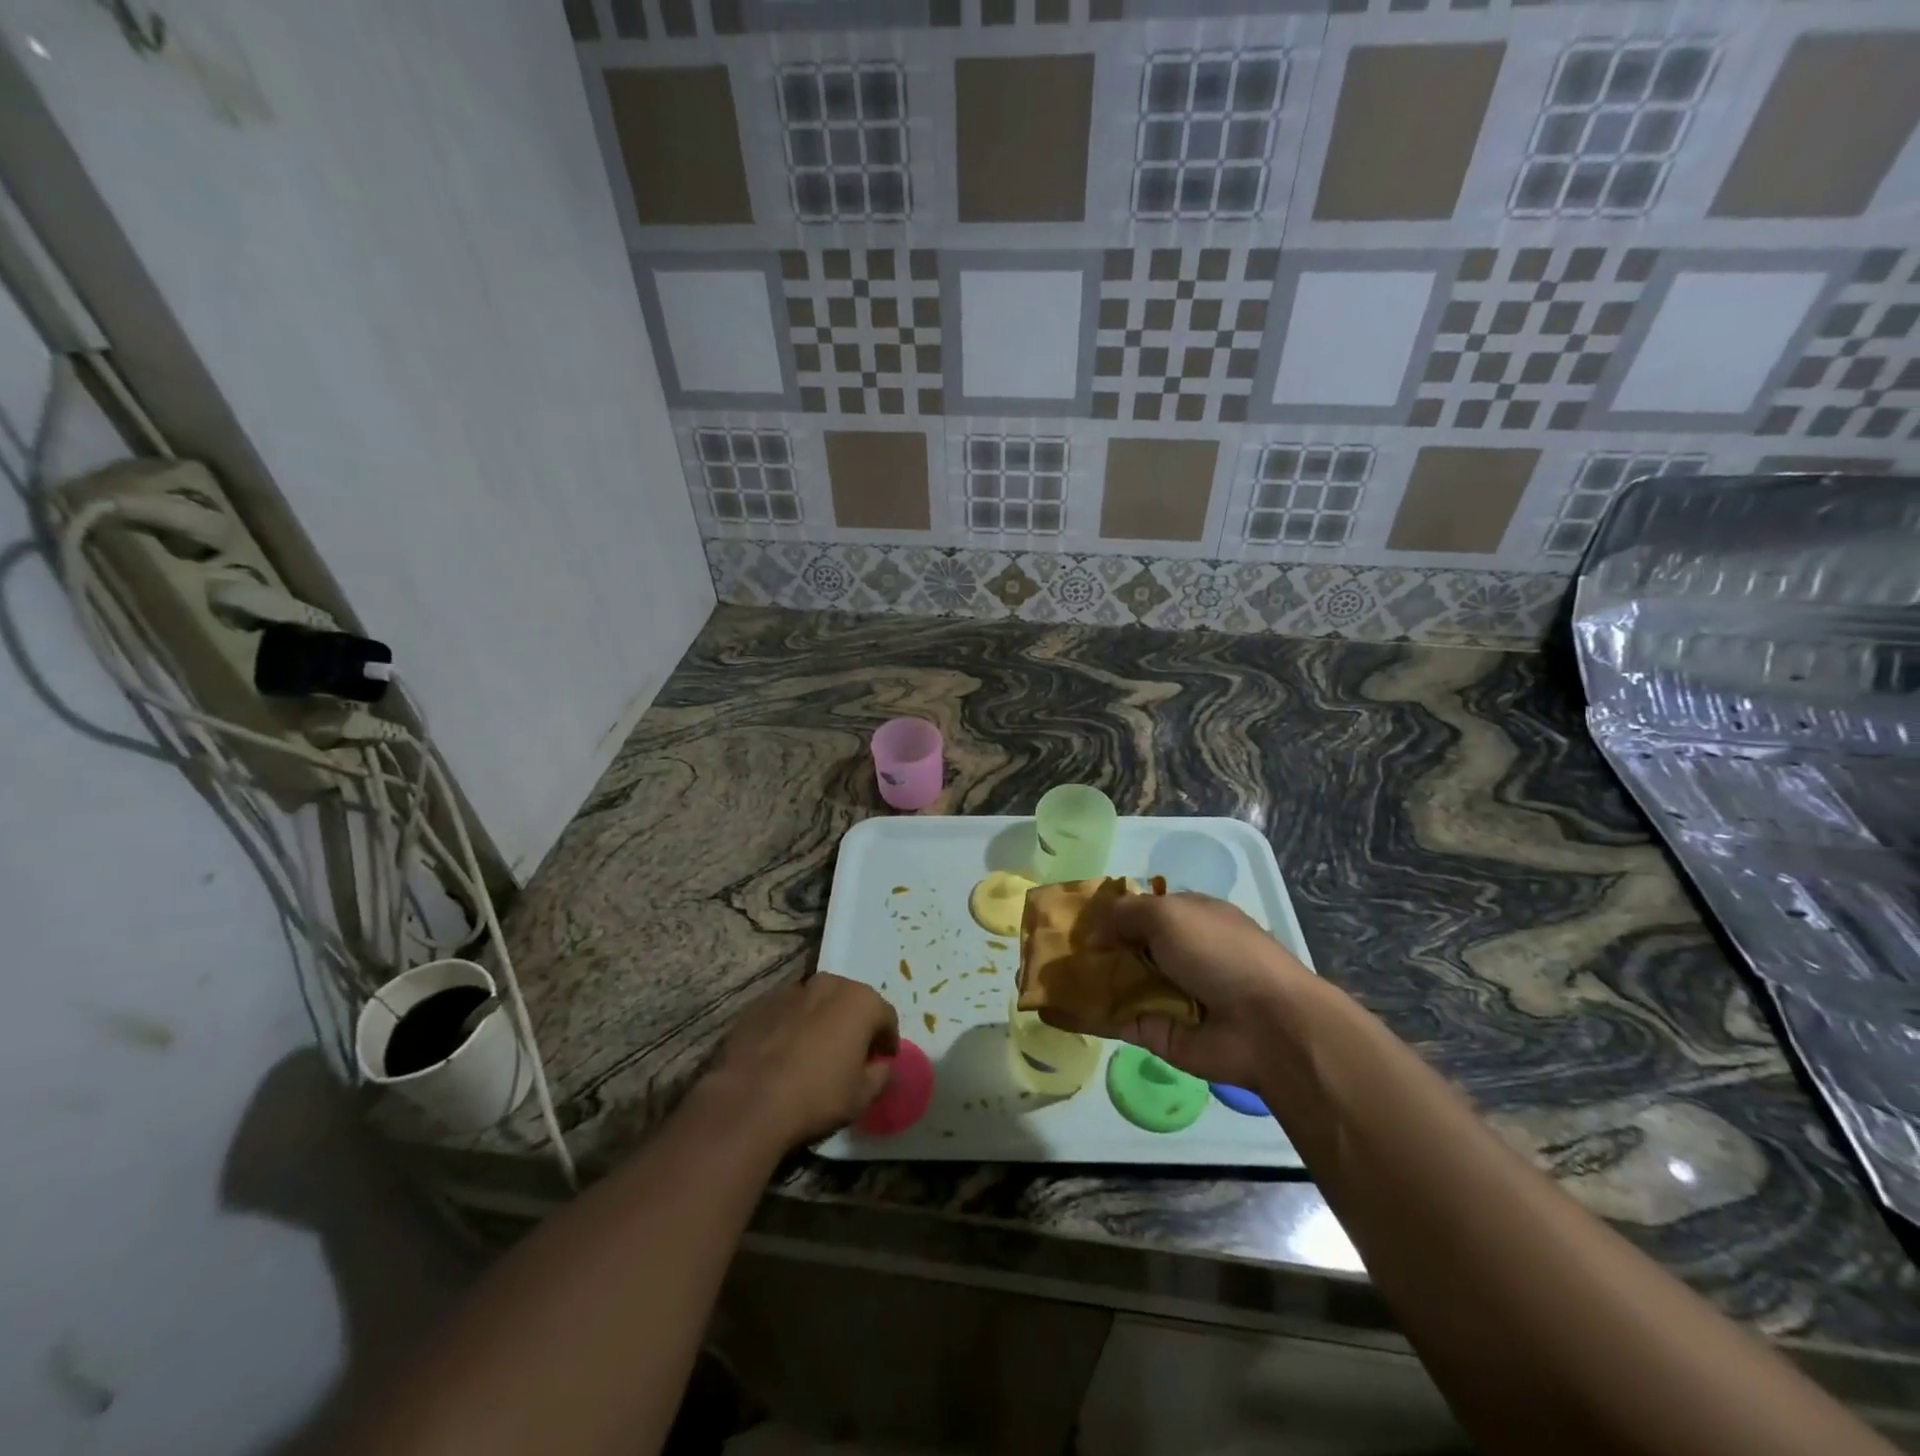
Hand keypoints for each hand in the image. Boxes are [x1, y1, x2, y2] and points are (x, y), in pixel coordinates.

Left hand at [706, 972, 899, 1148]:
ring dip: (822, 1019)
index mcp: (860, 1001)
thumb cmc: (816, 1097)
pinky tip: (783, 1051)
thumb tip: (884, 1066)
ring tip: (814, 1051)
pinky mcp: (761, 1002)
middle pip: (851, 1001)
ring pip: (817, 1002)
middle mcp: (829, 984)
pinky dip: (792, 1024)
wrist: (748, 1101)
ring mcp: (792, 989)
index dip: (887, 1040)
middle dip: (854, 1023)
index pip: (886, 1016)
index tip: (882, 1060)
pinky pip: (787, 1010)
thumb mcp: (861, 1097)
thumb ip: (881, 1075)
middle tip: (850, 1053)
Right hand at [1040, 892, 1310, 1087]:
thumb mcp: (1170, 914)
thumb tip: (1094, 928)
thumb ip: (1126, 914)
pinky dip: (1085, 1014)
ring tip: (1038, 975)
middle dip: (1089, 946)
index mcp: (1187, 917)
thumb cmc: (1220, 953)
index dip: (1107, 911)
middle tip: (1046, 946)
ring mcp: (1166, 993)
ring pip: (1115, 982)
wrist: (1266, 1026)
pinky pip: (1114, 1018)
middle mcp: (1176, 953)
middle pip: (1123, 946)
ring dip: (1082, 979)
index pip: (1139, 909)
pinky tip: (1050, 1008)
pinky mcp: (1155, 1030)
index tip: (1070, 914)